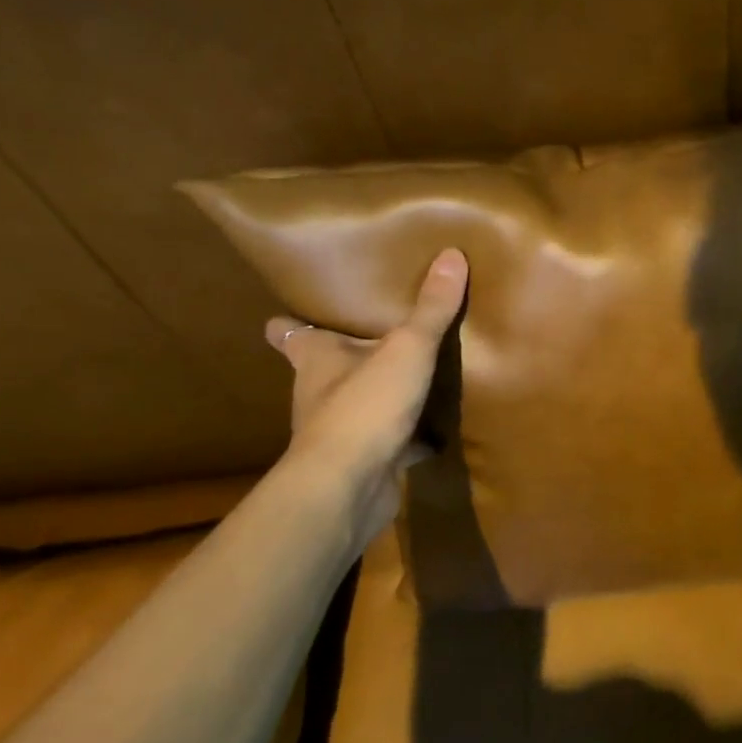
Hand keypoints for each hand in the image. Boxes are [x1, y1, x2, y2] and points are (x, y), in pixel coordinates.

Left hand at [263, 248, 468, 495]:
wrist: (347, 488)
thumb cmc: (364, 406)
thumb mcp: (407, 349)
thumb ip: (431, 308)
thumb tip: (452, 254)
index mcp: (317, 360)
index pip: (290, 334)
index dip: (289, 324)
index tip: (292, 313)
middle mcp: (320, 393)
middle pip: (325, 368)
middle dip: (345, 355)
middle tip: (374, 334)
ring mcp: (340, 432)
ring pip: (358, 404)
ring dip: (377, 394)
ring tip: (410, 376)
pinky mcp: (364, 462)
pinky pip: (388, 442)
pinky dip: (406, 437)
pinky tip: (433, 433)